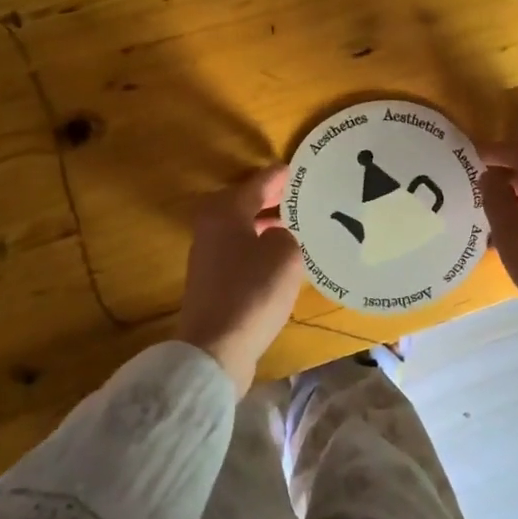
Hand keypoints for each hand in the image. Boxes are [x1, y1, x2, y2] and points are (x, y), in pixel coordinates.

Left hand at [177, 166, 303, 395]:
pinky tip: (284, 259)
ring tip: (301, 227)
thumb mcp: (286, 254)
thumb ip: (287, 234)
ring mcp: (209, 256)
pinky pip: (243, 252)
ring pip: (245, 228)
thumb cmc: (253, 291)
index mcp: (226, 210)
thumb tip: (278, 236)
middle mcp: (212, 227)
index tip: (304, 170)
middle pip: (248, 203)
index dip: (283, 176)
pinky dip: (262, 248)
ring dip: (269, 225)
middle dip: (276, 200)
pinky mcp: (214, 282)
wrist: (216, 347)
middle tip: (307, 198)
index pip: (260, 181)